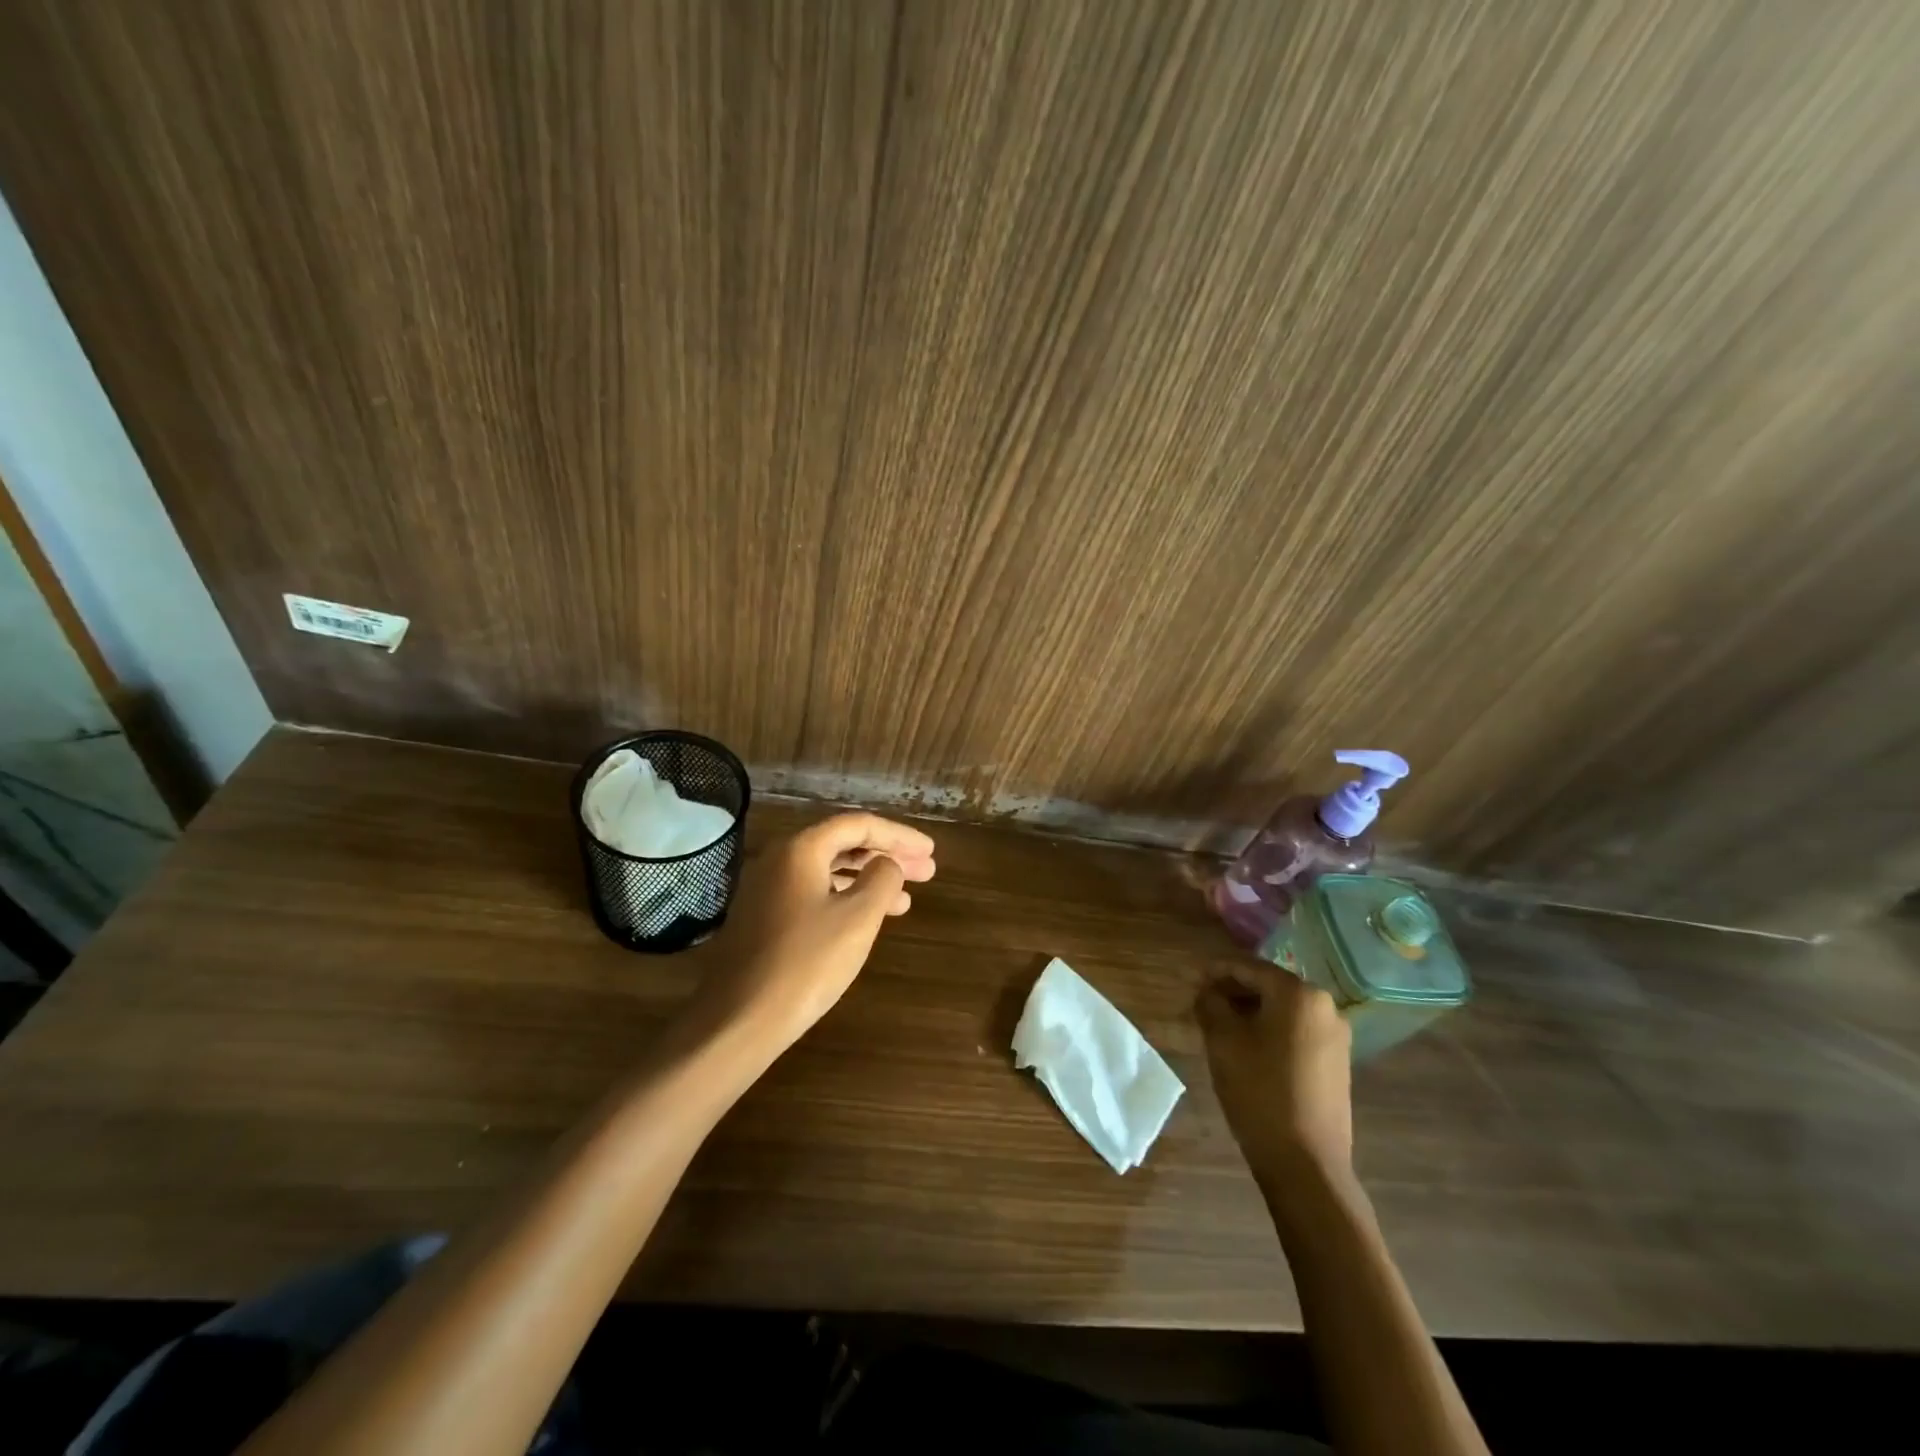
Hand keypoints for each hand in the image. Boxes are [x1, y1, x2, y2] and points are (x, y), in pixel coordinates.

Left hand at [702, 812, 936, 1048]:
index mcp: (801, 849)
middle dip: (887, 856)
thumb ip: (882, 880)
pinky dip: (846, 899)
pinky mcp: (764, 919)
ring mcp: (768, 890)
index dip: (899, 835)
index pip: (859, 825)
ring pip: (829, 871)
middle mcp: (780, 859)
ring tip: (906, 900)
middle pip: (843, 844)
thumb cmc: (806, 963)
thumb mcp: (858, 918)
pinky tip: (867, 919)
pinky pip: (814, 893)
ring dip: (869, 880)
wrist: (739, 1019)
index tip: (930, 850)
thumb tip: (888, 864)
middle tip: (927, 871)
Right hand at [1197, 962, 1352, 1182]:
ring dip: (1250, 1012)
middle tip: (1202, 1004)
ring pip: (1282, 1010)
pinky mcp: (1337, 1063)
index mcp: (1298, 993)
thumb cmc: (1259, 1090)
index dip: (1215, 971)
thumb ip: (1210, 1003)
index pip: (1248, 967)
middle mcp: (1325, 1006)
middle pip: (1269, 986)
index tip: (1190, 979)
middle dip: (1233, 991)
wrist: (1306, 1163)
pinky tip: (1248, 1049)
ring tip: (1220, 1027)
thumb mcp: (1222, 1040)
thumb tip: (1206, 990)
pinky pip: (1296, 1032)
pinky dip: (1270, 1031)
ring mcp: (1336, 1036)